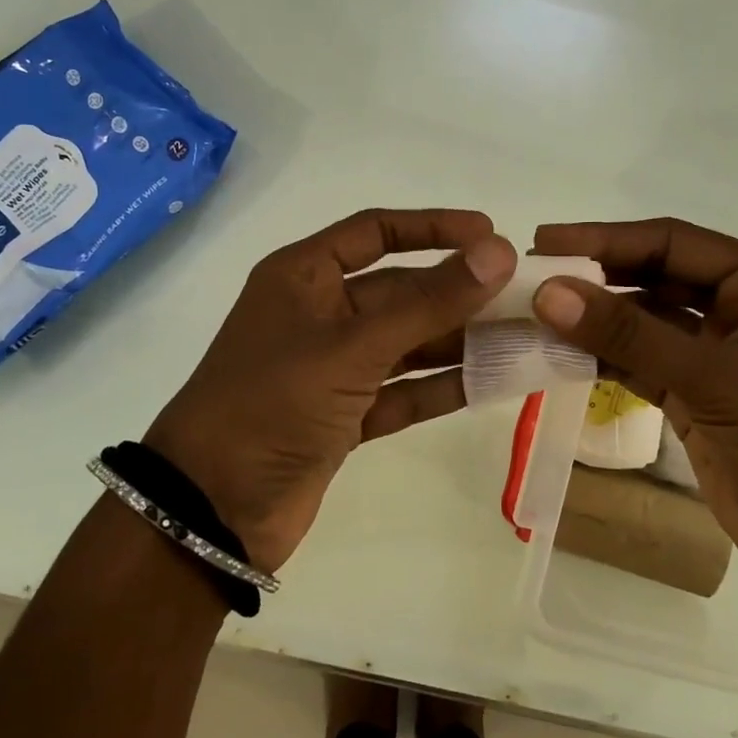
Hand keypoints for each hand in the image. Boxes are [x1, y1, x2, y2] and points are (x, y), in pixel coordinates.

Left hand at [146, 209, 515, 570]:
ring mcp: (332, 368)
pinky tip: (492, 381)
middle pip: (400, 291)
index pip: (376, 232)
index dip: (433, 227)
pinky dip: (442, 387)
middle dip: (459, 293)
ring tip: (523, 338)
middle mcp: (320, 314)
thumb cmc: (272, 403)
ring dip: (459, 342)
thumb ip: (429, 302)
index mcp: (304, 277)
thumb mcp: (353, 346)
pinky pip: (403, 390)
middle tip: (525, 295)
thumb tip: (498, 252)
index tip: (490, 234)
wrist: (212, 510)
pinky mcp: (345, 416)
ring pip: (408, 343)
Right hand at [531, 218, 737, 573]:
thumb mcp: (714, 377)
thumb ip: (629, 333)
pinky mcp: (692, 390)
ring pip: (640, 319)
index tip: (544, 241)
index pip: (672, 242)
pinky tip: (559, 353)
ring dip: (592, 319)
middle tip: (531, 275)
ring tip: (533, 315)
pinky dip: (601, 356)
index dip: (606, 239)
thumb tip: (549, 292)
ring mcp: (713, 349)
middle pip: (652, 275)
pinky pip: (637, 359)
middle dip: (595, 276)